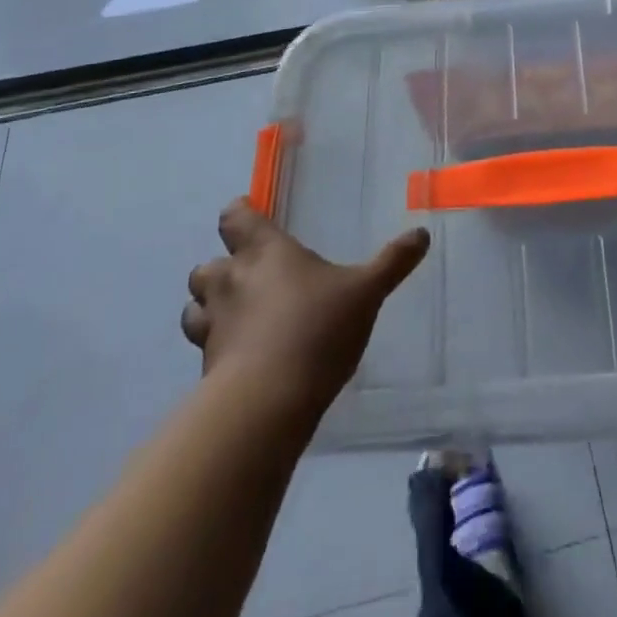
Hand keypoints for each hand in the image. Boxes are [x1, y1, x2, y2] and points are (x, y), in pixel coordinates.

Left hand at [182, 198, 429, 415]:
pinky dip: (216, 348)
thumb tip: (422, 234)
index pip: (235, 217)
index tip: (251, 216)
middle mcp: (231, 280)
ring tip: (237, 318)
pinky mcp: (206, 368)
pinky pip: (204, 348)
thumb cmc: (317, 328)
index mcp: (264, 251)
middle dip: (221, 268)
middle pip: (206, 265)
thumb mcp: (366, 292)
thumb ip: (392, 262)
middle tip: (248, 277)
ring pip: (194, 307)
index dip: (240, 214)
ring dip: (209, 308)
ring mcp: (213, 325)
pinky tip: (241, 359)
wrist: (268, 402)